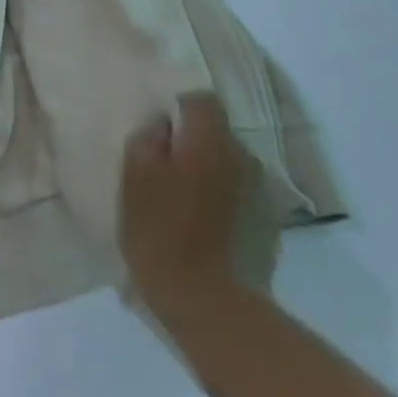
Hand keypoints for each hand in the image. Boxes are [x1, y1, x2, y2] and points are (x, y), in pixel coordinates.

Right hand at [119, 92, 267, 332]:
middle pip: (215, 130)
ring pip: (225, 160)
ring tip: (178, 192)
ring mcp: (257, 189)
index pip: (200, 100)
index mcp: (210, 142)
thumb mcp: (134, 176)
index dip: (177, 106)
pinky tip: (198, 217)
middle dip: (190, 139)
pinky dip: (217, 193)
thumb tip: (162, 125)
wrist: (202, 296)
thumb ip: (148, 138)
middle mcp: (242, 157)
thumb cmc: (159, 229)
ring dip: (204, 167)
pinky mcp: (263, 218)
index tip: (157, 127)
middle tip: (160, 162)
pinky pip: (235, 189)